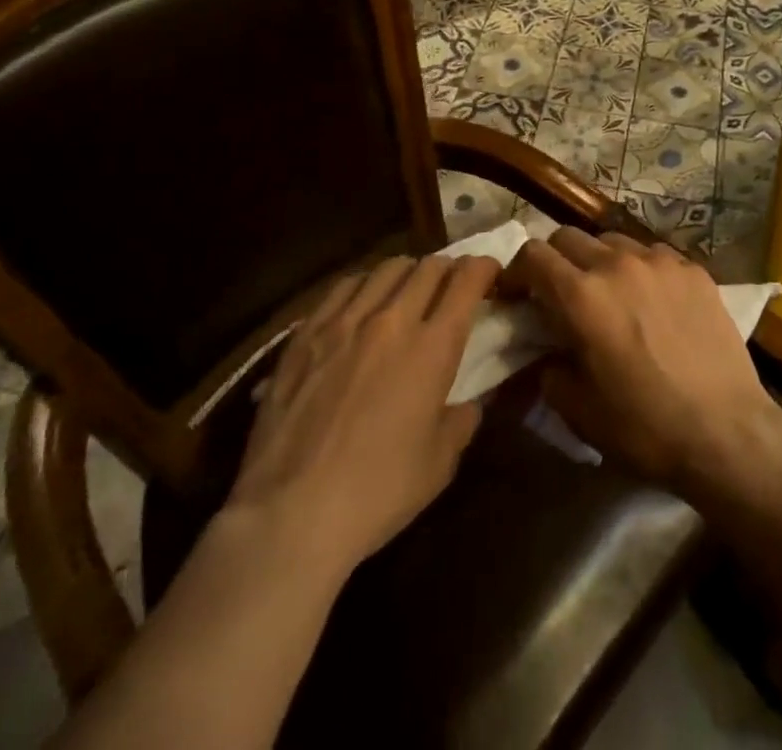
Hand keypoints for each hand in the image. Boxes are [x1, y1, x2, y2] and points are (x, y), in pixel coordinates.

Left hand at [227, 254, 499, 575]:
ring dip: (408, 273)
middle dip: (449, 268)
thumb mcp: (441, 463)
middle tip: (452, 286)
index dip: (484, 267)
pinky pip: (343, 286)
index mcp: (433, 348)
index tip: (490, 273)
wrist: (290, 515)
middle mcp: (392, 320)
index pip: (466, 281)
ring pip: (387, 268)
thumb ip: (462, 420)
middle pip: (429, 266)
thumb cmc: (377, 492)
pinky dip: (366, 284)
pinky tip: (363, 303)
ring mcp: (344, 322)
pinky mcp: (306, 333)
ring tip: (408, 291)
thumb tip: (468, 403)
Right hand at [502, 228, 781, 503]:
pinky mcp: (694, 269)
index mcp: (582, 296)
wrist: (726, 432)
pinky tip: (652, 302)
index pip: (533, 254)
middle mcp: (618, 264)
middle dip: (554, 261)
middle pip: (569, 237)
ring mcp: (660, 261)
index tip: (517, 296)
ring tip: (609, 294)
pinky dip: (640, 269)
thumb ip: (549, 370)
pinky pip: (654, 254)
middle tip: (560, 295)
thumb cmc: (645, 427)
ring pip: (612, 240)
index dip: (517, 272)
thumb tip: (546, 351)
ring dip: (598, 261)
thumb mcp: (578, 410)